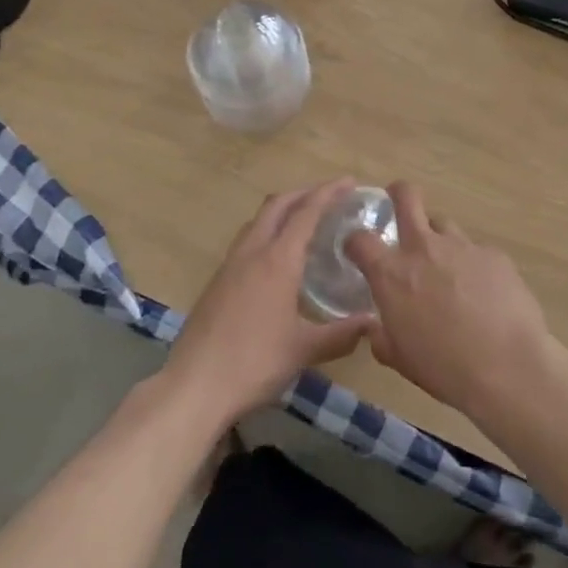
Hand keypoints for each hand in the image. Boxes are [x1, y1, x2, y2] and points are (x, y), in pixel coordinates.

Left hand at [165, 178, 373, 427]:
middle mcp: (252, 251)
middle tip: (330, 196)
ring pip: (259, 220)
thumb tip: (373, 323)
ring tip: (305, 221)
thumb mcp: (303, 350)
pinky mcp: (217, 281)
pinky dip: (268, 231)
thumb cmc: (254, 363)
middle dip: (304, 193)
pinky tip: (276, 257)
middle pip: (278, 205)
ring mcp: (230, 264)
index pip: (306, 212)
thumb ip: (340, 334)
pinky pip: (247, 240)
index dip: (329, 193)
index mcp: (277, 260)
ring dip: (283, 210)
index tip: (349, 182)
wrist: (194, 385)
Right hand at [346, 182, 556, 421]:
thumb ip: (381, 337)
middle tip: (399, 206)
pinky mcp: (493, 254)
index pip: (360, 239)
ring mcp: (462, 246)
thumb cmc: (445, 368)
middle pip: (406, 196)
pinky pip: (475, 251)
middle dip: (398, 194)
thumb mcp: (400, 359)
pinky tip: (483, 292)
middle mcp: (424, 247)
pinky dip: (472, 265)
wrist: (508, 368)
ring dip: (438, 239)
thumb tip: (375, 328)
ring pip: (443, 224)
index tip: (358, 251)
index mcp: (392, 273)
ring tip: (447, 266)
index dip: (355, 242)